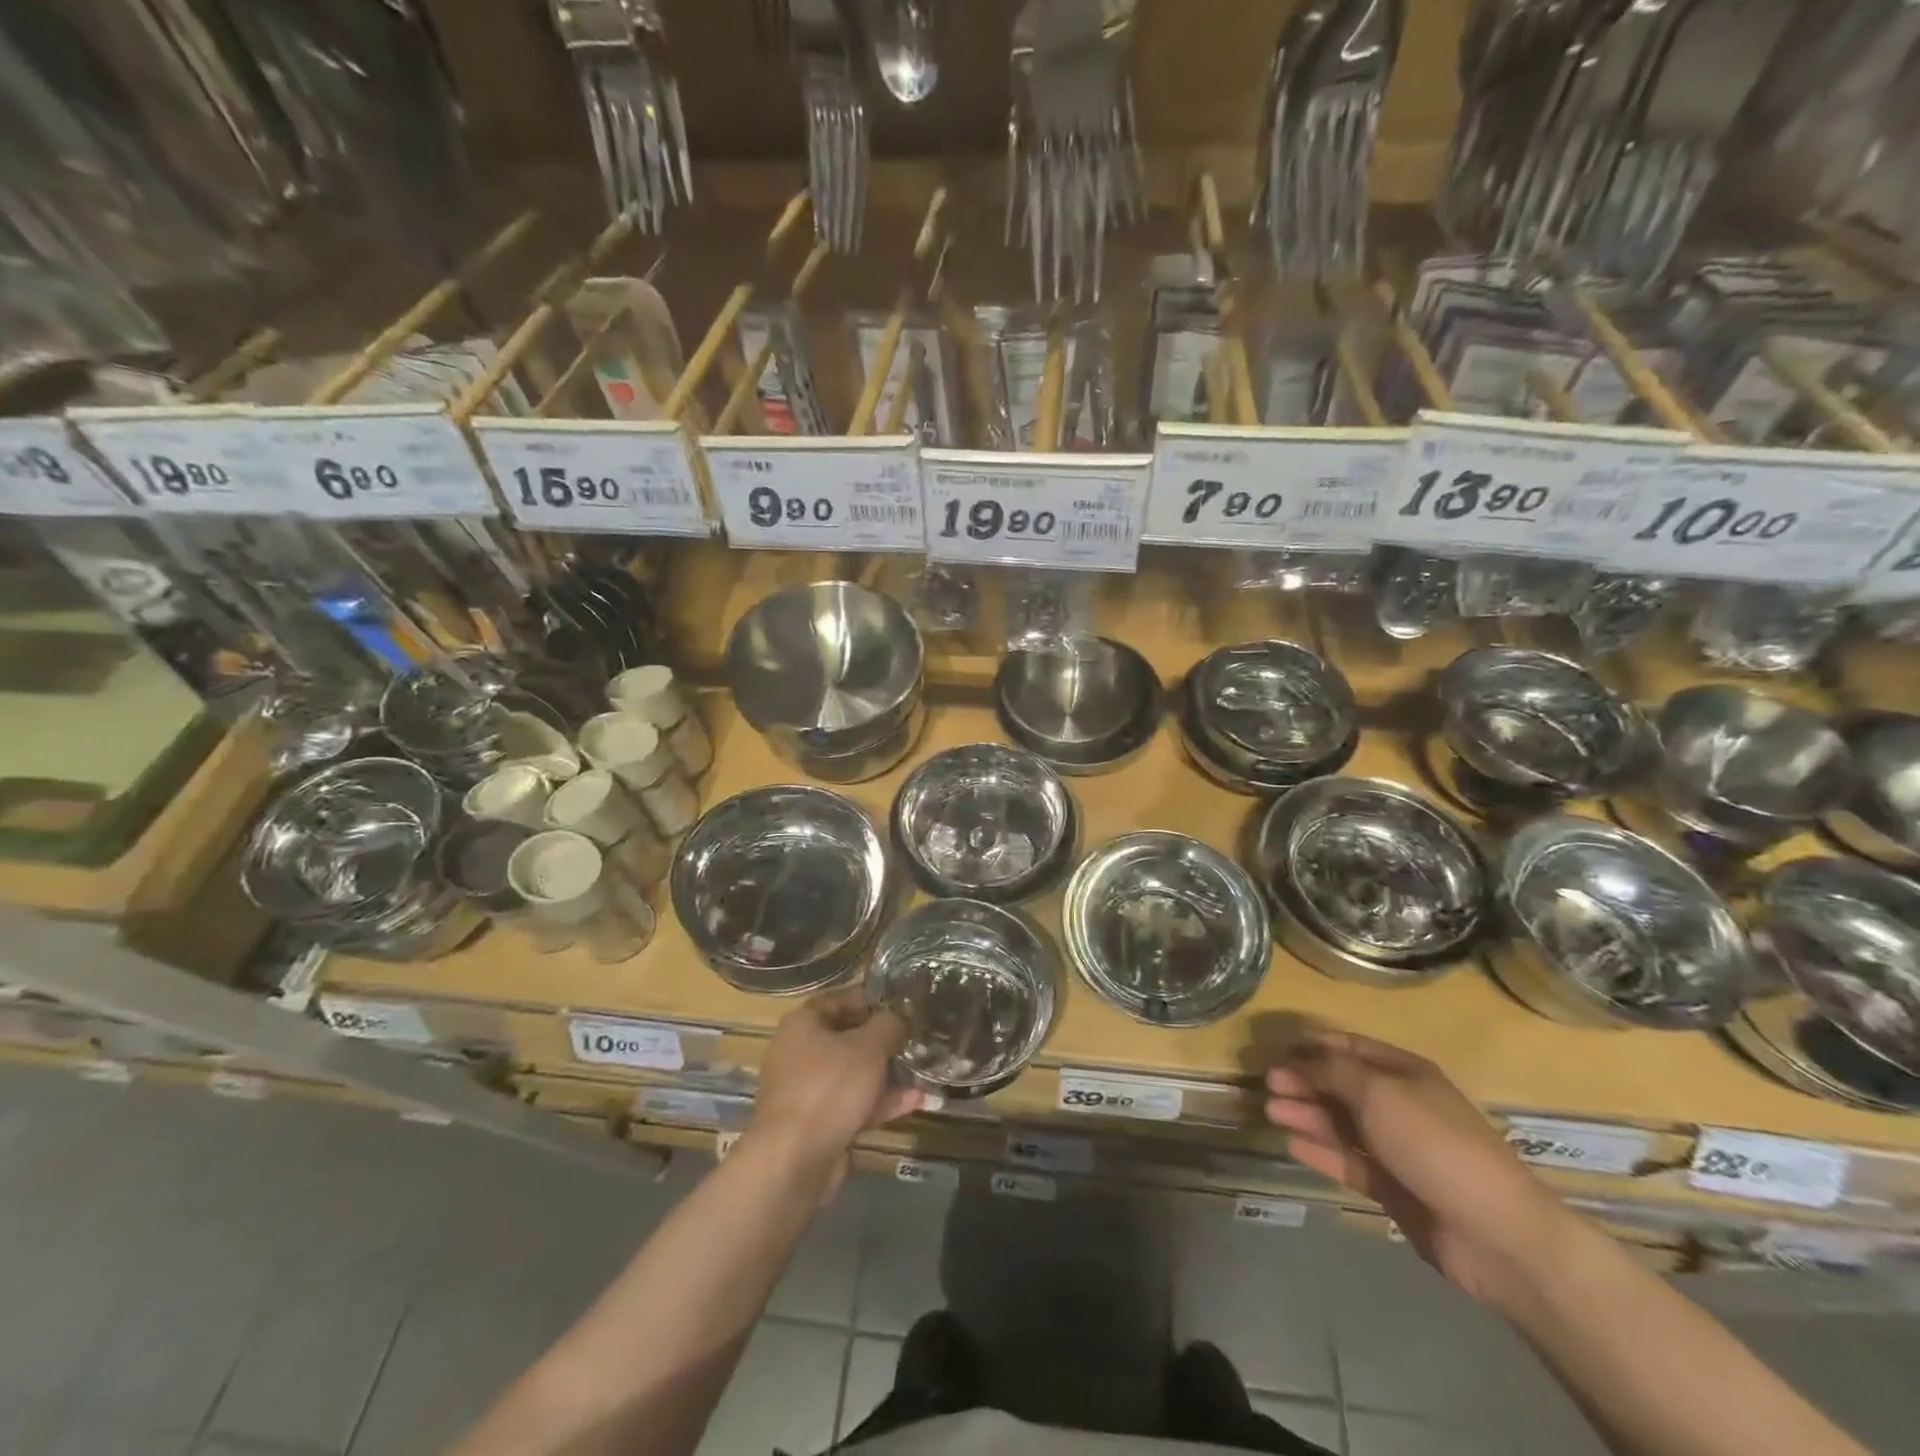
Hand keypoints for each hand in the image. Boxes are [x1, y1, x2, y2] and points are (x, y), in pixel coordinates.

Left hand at [750, 990, 920, 1184]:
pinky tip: (914, 1101)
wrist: (794, 1161)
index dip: (872, 999)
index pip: (840, 999)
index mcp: (803, 1023)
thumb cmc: (829, 1087)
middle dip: (883, 1040)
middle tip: (915, 1039)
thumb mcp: (868, 1047)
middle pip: (847, 1037)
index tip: (902, 1005)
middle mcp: (800, 1052)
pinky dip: (879, 1101)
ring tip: (922, 1071)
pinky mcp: (818, 1123)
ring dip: (886, 1073)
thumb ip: (888, 1025)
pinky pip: (852, 1103)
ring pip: (853, 1073)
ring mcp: (807, 1090)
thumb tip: (898, 1017)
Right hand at [1264, 1031, 1576, 1311]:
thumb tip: (1297, 1060)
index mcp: (1406, 1073)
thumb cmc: (1435, 1144)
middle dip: (1305, 1082)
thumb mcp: (1378, 1093)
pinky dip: (1322, 1152)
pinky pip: (1350, 1162)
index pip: (1352, 1048)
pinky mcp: (1394, 1189)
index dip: (1314, 1046)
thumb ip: (1332, 1072)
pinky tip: (1292, 1144)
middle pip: (1343, 1087)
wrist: (1496, 1234)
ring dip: (1307, 1116)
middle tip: (1267, 1084)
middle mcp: (1401, 1106)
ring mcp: (1399, 1149)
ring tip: (1271, 1113)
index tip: (1277, 1048)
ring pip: (1342, 1124)